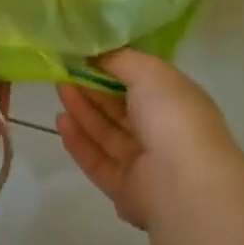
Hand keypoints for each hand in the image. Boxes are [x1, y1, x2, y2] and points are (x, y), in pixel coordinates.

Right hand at [55, 50, 243, 229]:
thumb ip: (120, 59)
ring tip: (59, 88)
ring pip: (107, 133)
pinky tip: (61, 121)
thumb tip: (97, 55)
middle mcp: (162, 132)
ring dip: (82, 110)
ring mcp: (144, 163)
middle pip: (120, 108)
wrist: (184, 184)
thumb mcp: (148, 71)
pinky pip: (97, 161)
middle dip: (92, 88)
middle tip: (64, 70)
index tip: (85, 55)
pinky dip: (79, 141)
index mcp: (176, 102)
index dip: (113, 68)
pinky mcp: (125, 189)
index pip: (141, 82)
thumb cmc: (172, 116)